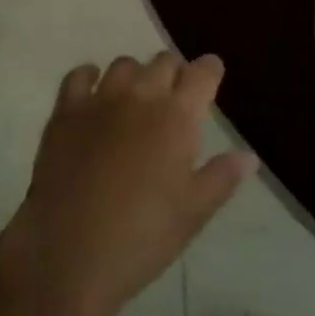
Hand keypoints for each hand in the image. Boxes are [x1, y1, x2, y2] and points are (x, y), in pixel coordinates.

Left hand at [0, 52, 256, 315]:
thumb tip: (248, 155)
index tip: (212, 76)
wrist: (68, 254)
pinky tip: (93, 91)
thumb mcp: (193, 214)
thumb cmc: (141, 238)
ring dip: (136, 76)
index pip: (202, 73)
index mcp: (177, 116)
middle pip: (164, 61)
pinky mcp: (66, 111)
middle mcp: (141, 95)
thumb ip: (222, 177)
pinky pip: (79, 76)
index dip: (210, 70)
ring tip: (136, 98)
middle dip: (175, 72)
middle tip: (175, 96)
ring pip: (125, 64)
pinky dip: (89, 76)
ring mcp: (101, 99)